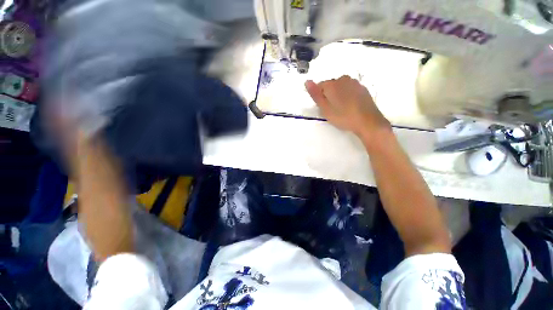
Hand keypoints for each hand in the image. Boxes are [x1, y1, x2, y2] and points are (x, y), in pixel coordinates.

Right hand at [305, 76, 390, 137]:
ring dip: (338, 95)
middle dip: (329, 95)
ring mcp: (354, 83)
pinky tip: (350, 106)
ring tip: (341, 108)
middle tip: (332, 109)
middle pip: (331, 85)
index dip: (319, 97)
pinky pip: (350, 89)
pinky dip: (347, 95)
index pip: (319, 86)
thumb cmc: (343, 117)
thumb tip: (307, 81)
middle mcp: (343, 79)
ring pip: (341, 87)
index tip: (323, 107)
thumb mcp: (325, 109)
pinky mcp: (362, 88)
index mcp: (332, 84)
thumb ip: (315, 95)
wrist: (367, 122)